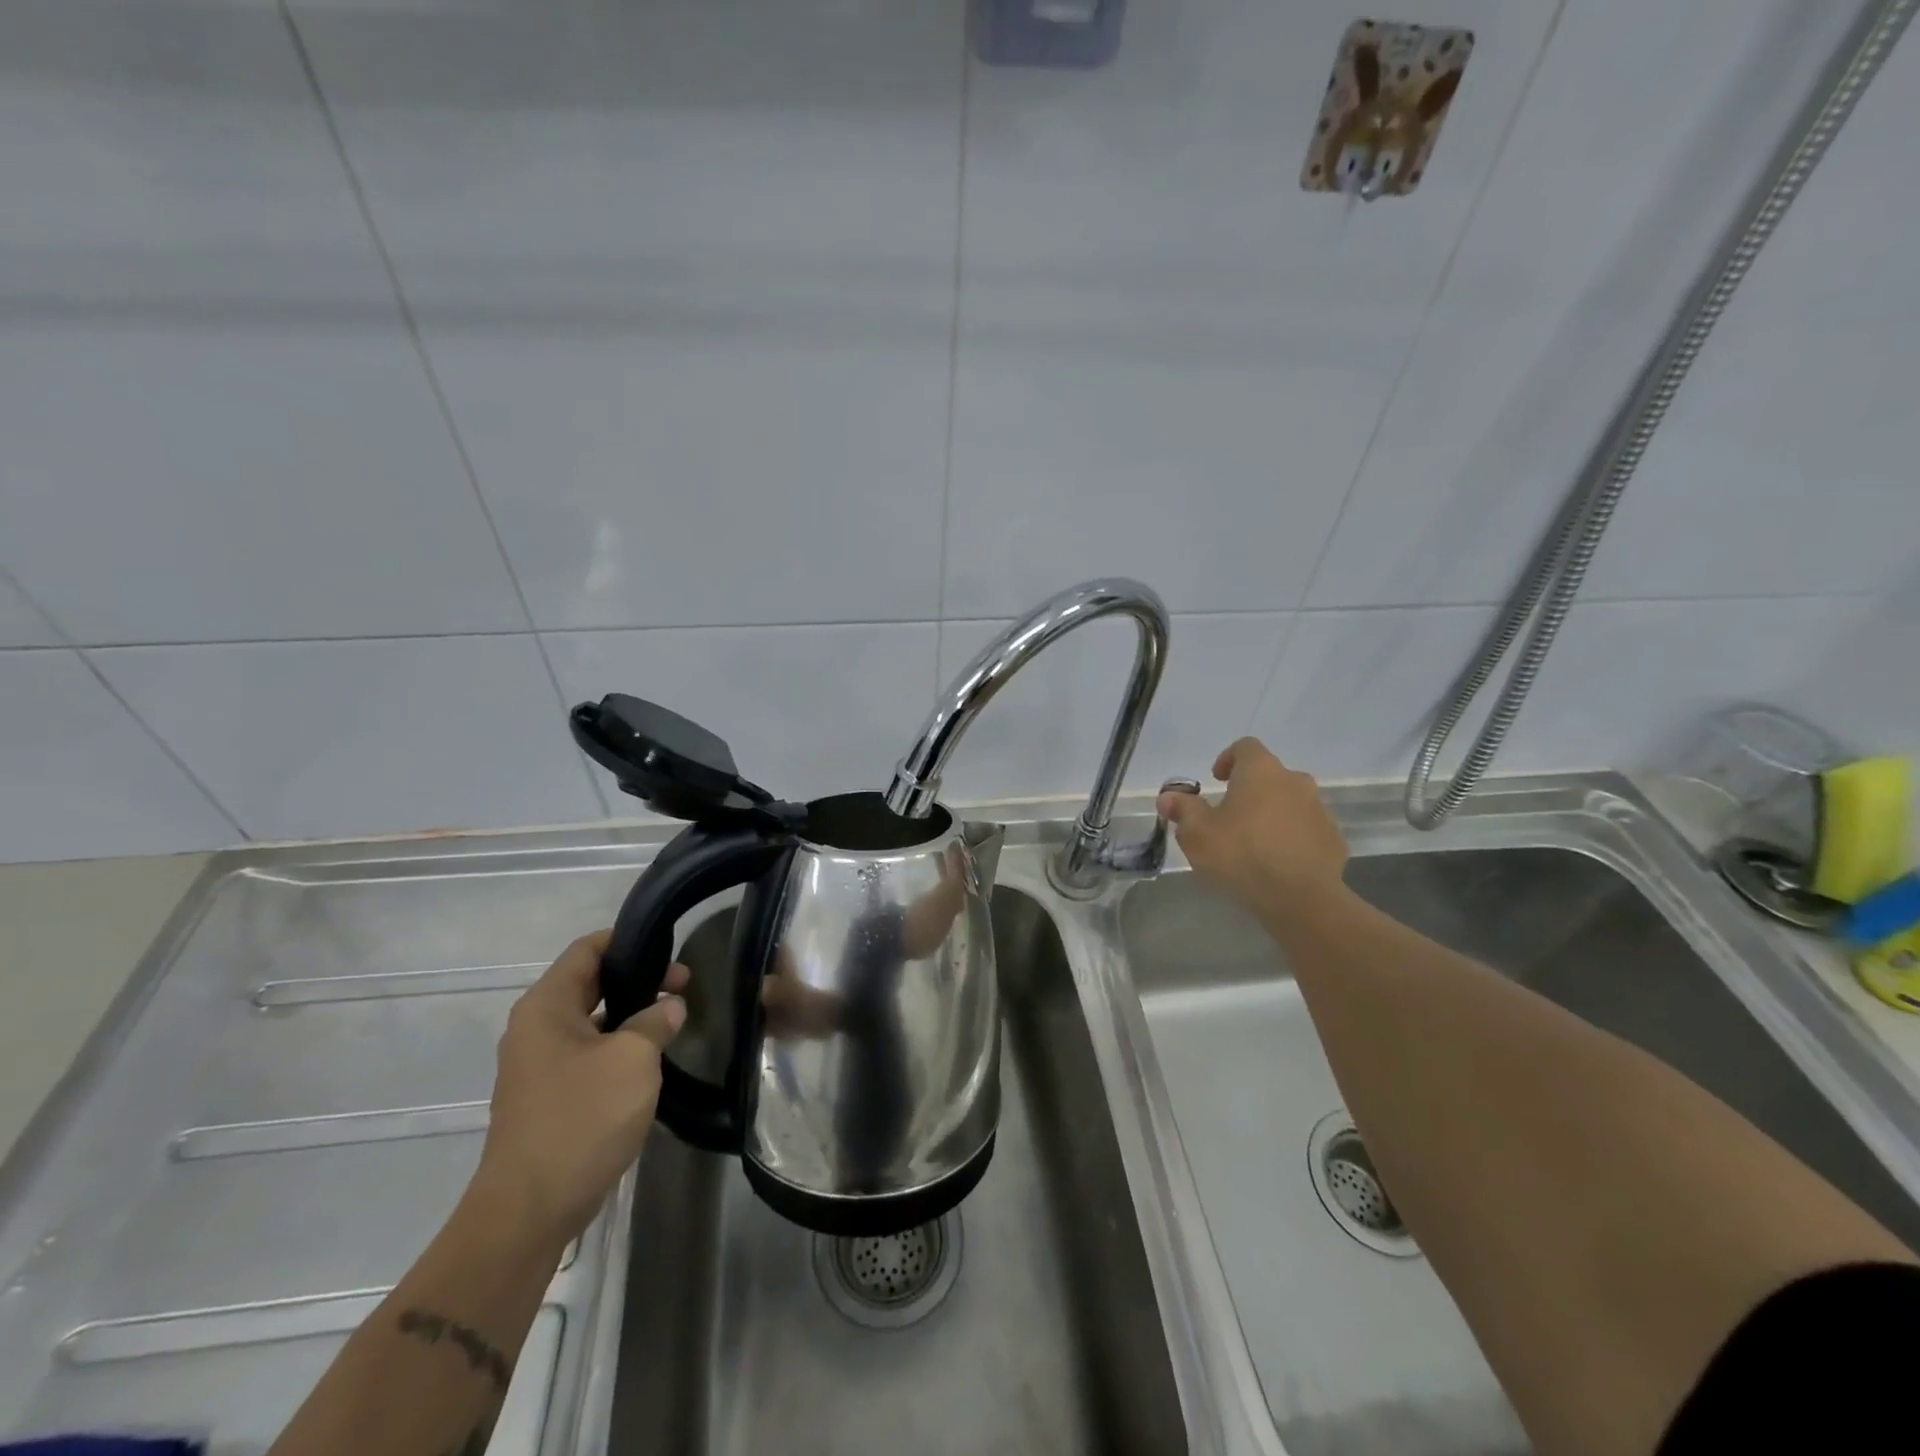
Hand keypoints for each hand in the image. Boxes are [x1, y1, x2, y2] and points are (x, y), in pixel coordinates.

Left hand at [464, 930, 686, 1254]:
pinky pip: (586, 1053)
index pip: (586, 950)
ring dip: (630, 1014)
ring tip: (673, 1017)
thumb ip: (656, 1020)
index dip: (627, 939)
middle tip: (683, 983)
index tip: (669, 945)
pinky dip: (617, 1045)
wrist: (530, 1211)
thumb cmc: (581, 1118)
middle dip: (637, 978)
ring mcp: (538, 1065)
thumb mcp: (634, 1058)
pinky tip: (650, 1058)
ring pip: (590, 1020)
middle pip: (589, 983)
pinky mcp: (547, 1097)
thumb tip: (670, 1006)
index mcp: (546, 1007)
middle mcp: (535, 1028)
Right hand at [1157, 738, 1348, 917]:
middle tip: (1230, 817)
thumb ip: (1183, 809)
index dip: (1228, 759)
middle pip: (1270, 776)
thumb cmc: (1241, 855)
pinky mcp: (1333, 840)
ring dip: (1272, 814)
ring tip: (1254, 843)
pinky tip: (1277, 863)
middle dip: (1250, 790)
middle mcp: (1295, 782)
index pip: (1246, 747)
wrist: (1301, 899)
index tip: (1216, 780)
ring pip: (1290, 803)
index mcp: (1261, 772)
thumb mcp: (1197, 834)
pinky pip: (1307, 830)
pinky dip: (1292, 838)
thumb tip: (1168, 797)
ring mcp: (1319, 811)